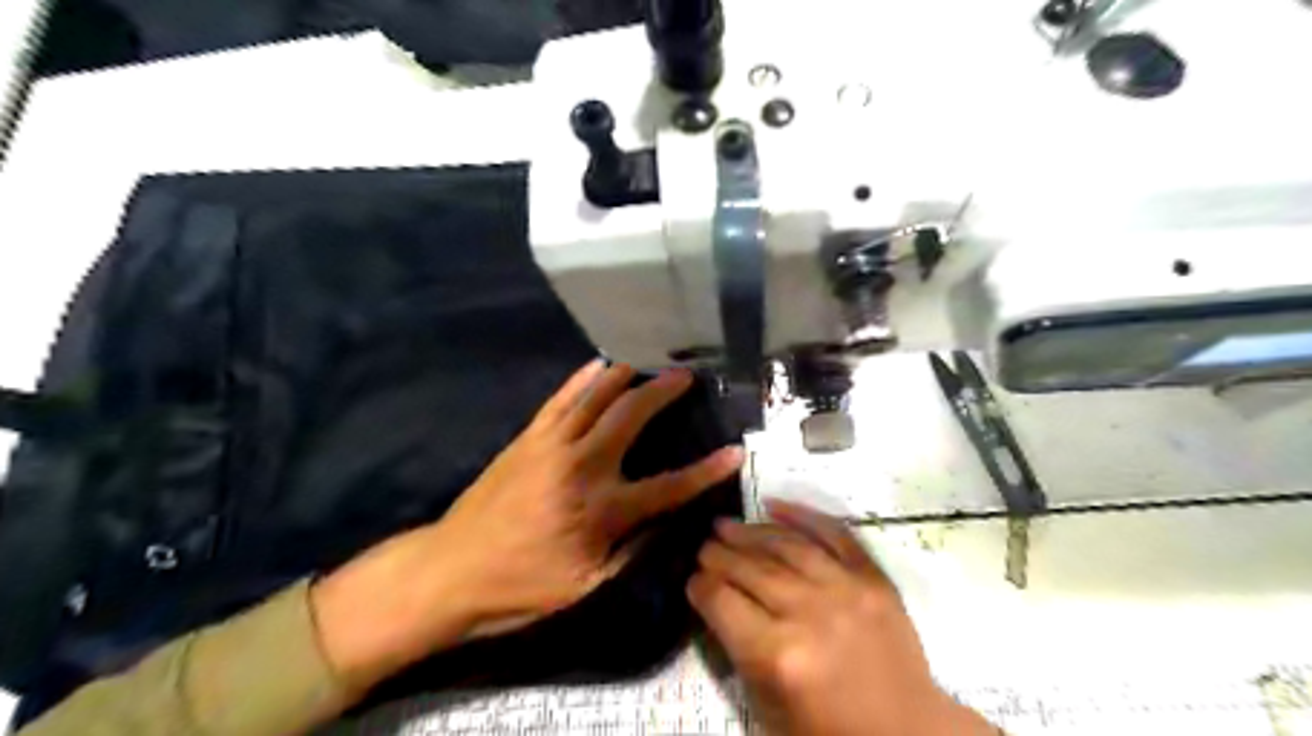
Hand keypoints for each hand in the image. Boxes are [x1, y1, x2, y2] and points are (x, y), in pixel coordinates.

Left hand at [309, 358, 735, 693]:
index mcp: (601, 509)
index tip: (734, 451)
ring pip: (596, 397)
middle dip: (663, 392)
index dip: (707, 470)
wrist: (449, 570)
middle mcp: (581, 466)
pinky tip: (599, 365)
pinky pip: (561, 398)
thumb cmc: (521, 587)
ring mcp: (551, 445)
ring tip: (649, 361)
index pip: (669, 486)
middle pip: (631, 417)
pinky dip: (583, 379)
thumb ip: (632, 551)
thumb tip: (667, 521)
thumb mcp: (587, 586)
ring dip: (626, 376)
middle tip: (685, 375)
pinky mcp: (527, 438)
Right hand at [687, 501, 993, 734]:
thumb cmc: (829, 729)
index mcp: (778, 654)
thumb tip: (717, 602)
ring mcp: (845, 588)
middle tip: (703, 546)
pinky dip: (803, 514)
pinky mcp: (873, 577)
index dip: (699, 586)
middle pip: (750, 569)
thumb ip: (738, 651)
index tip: (692, 580)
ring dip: (750, 531)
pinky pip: (834, 533)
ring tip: (725, 524)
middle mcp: (808, 612)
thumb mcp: (767, 706)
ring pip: (786, 545)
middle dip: (718, 554)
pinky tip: (774, 504)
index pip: (721, 602)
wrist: (907, 731)